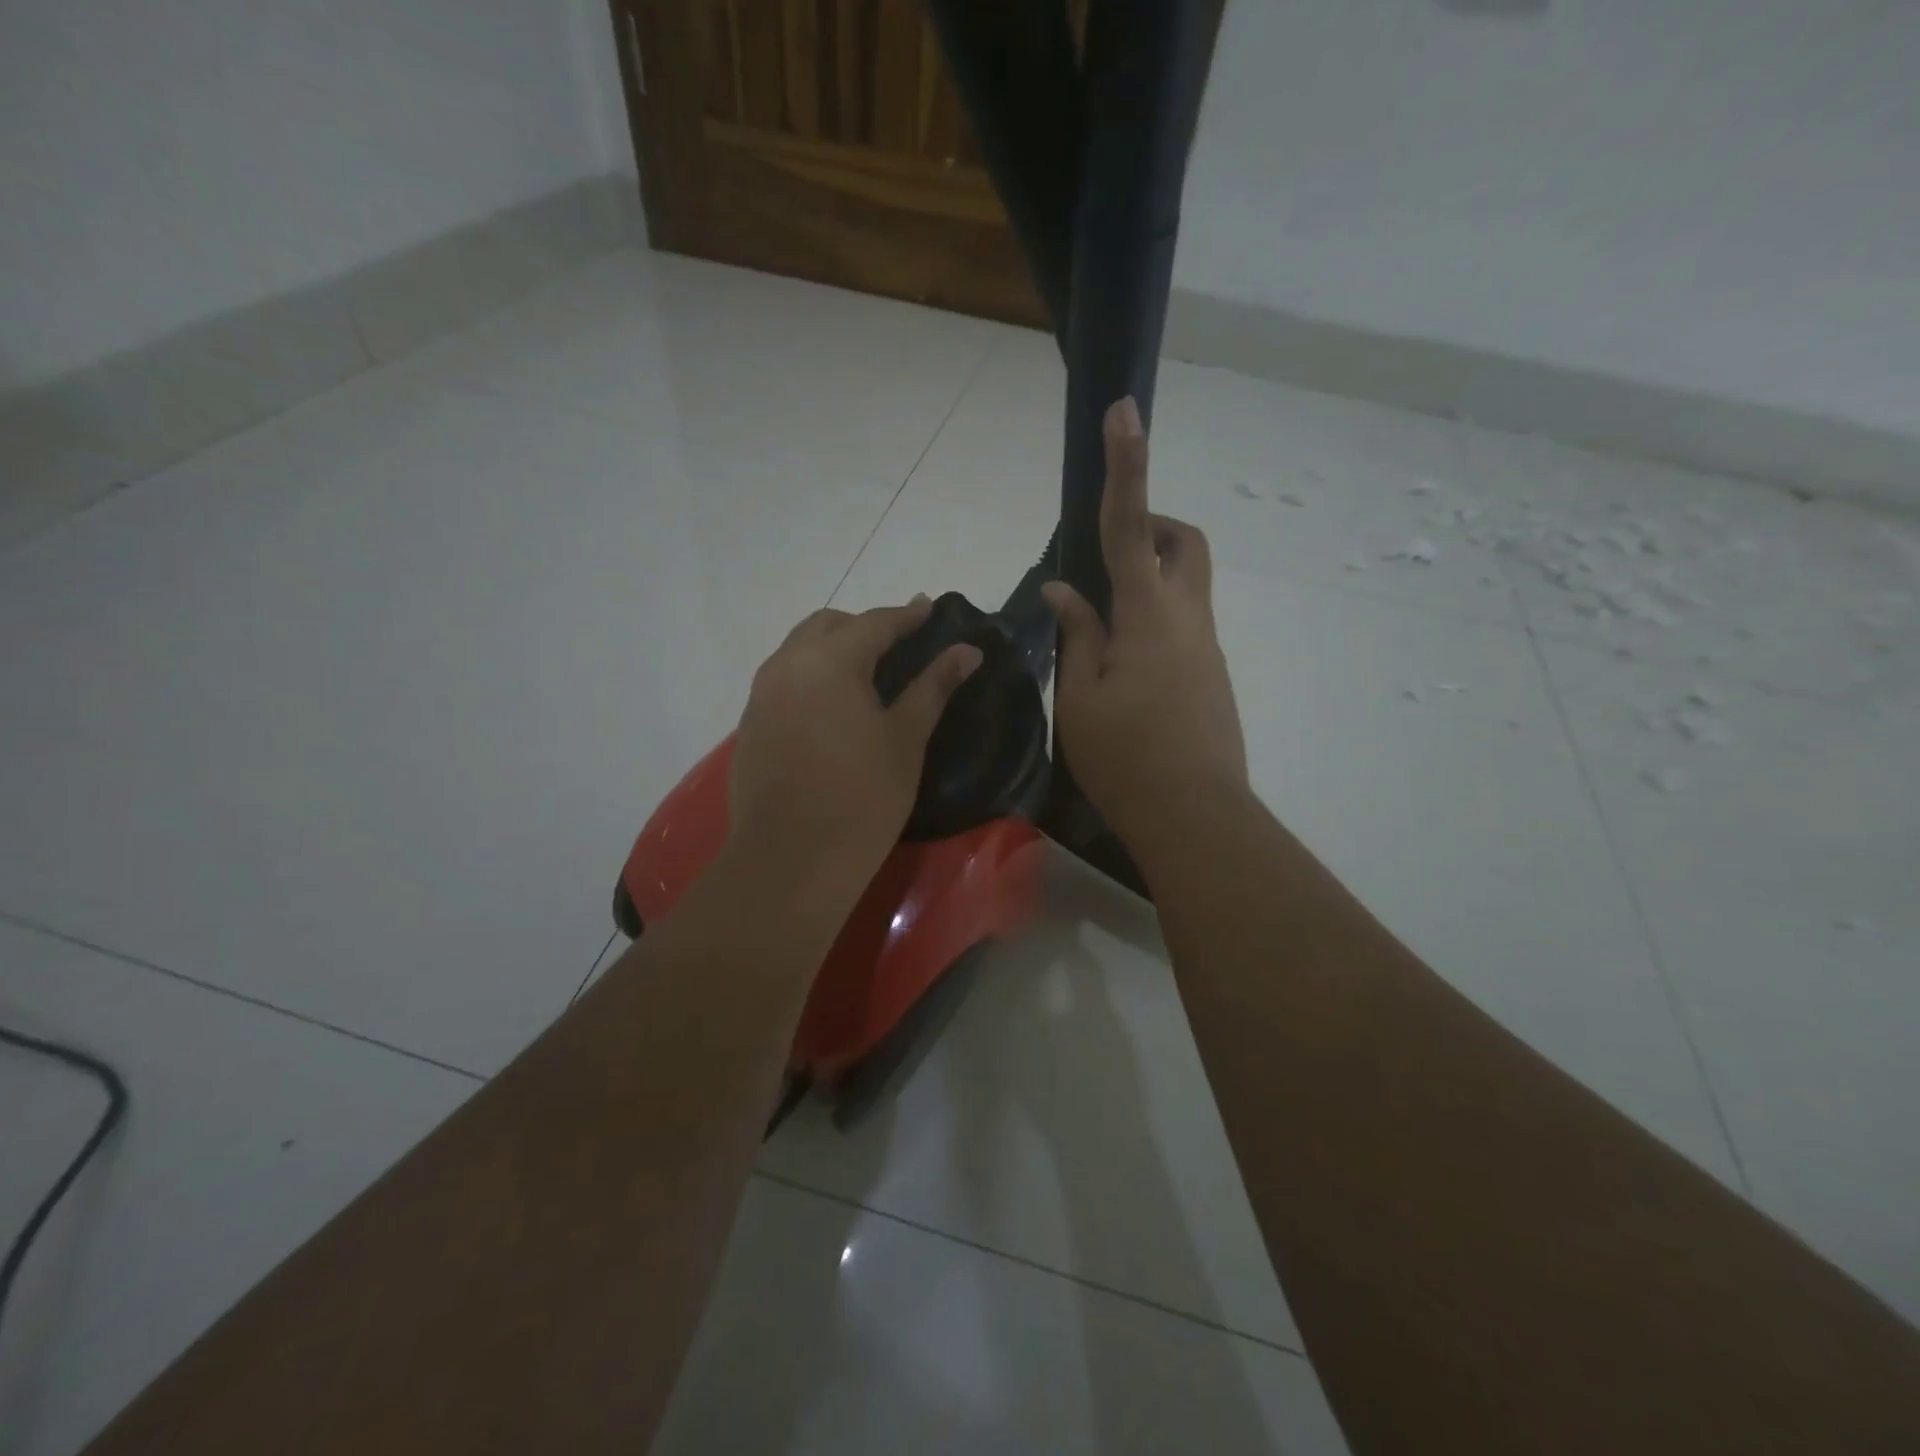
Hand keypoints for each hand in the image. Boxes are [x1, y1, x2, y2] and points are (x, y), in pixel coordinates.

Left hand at [729, 598, 980, 892]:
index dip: (907, 615)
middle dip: (864, 627)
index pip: (874, 622)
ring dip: (832, 648)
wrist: (791, 859)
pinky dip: (811, 677)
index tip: (930, 609)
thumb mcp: (905, 738)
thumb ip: (934, 687)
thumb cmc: (862, 796)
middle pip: (828, 625)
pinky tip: (830, 707)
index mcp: (829, 660)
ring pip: (799, 650)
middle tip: (898, 645)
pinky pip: (784, 681)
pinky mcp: (750, 725)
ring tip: (865, 673)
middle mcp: (787, 665)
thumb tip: (968, 652)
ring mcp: (761, 695)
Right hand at [1044, 397, 1248, 851]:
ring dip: (1147, 578)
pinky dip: (1153, 619)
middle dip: (1150, 525)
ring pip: (1185, 584)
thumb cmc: (1126, 757)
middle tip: (1106, 555)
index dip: (1127, 465)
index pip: (1130, 525)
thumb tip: (1066, 590)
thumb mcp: (1081, 696)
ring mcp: (1206, 648)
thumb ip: (1078, 635)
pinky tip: (1121, 666)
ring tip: (1099, 625)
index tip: (1126, 411)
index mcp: (1150, 614)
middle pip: (1182, 543)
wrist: (1196, 816)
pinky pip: (1183, 623)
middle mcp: (1189, 618)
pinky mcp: (1211, 675)